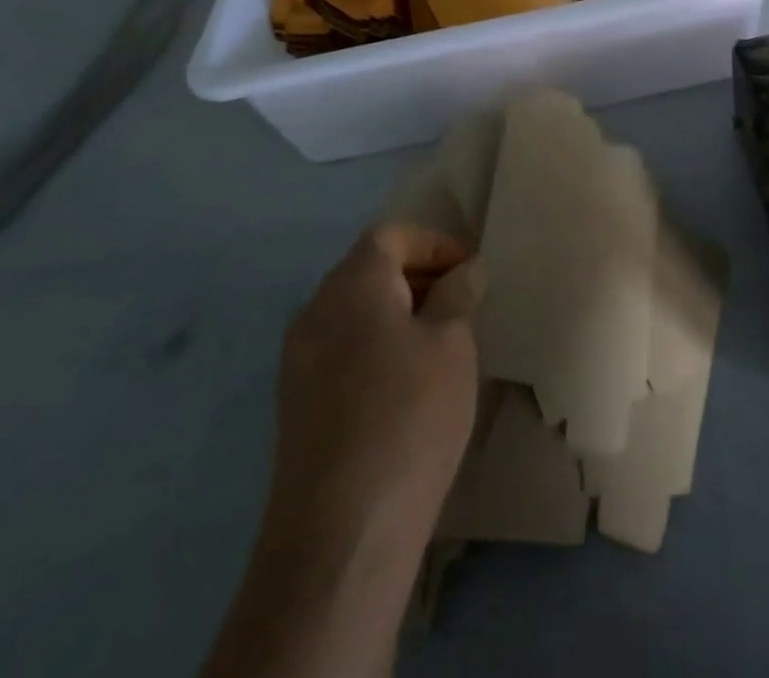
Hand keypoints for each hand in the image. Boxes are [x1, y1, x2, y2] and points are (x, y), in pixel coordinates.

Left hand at [203, 222, 478, 677]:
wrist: (341, 533)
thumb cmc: (408, 415)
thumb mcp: (452, 344)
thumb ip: (458, 294)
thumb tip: (465, 270)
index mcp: (351, 284)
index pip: (391, 234)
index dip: (435, 242)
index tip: (470, 272)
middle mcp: (315, 311)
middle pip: (370, 269)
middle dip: (420, 276)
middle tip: (464, 304)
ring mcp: (299, 361)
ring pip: (356, 312)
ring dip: (400, 314)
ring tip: (443, 345)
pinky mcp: (297, 406)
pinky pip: (343, 351)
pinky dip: (378, 348)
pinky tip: (409, 387)